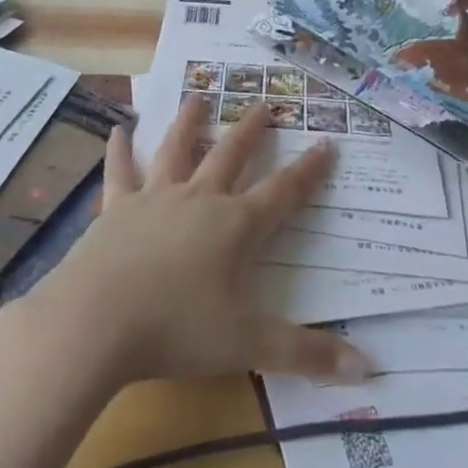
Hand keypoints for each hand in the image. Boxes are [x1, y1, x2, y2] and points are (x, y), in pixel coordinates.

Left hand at [20, 97, 372, 390]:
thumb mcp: (249, 346)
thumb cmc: (178, 331)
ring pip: (176, 149)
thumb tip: (369, 370)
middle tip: (263, 104)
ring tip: (198, 97)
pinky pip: (119, 171)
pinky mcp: (117, 208)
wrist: (98, 320)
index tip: (326, 143)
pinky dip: (119, 149)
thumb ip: (307, 354)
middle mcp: (199, 199)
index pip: (282, 192)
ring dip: (189, 122)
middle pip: (230, 155)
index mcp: (234, 226)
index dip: (308, 170)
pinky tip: (118, 128)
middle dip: (250, 130)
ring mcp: (155, 198)